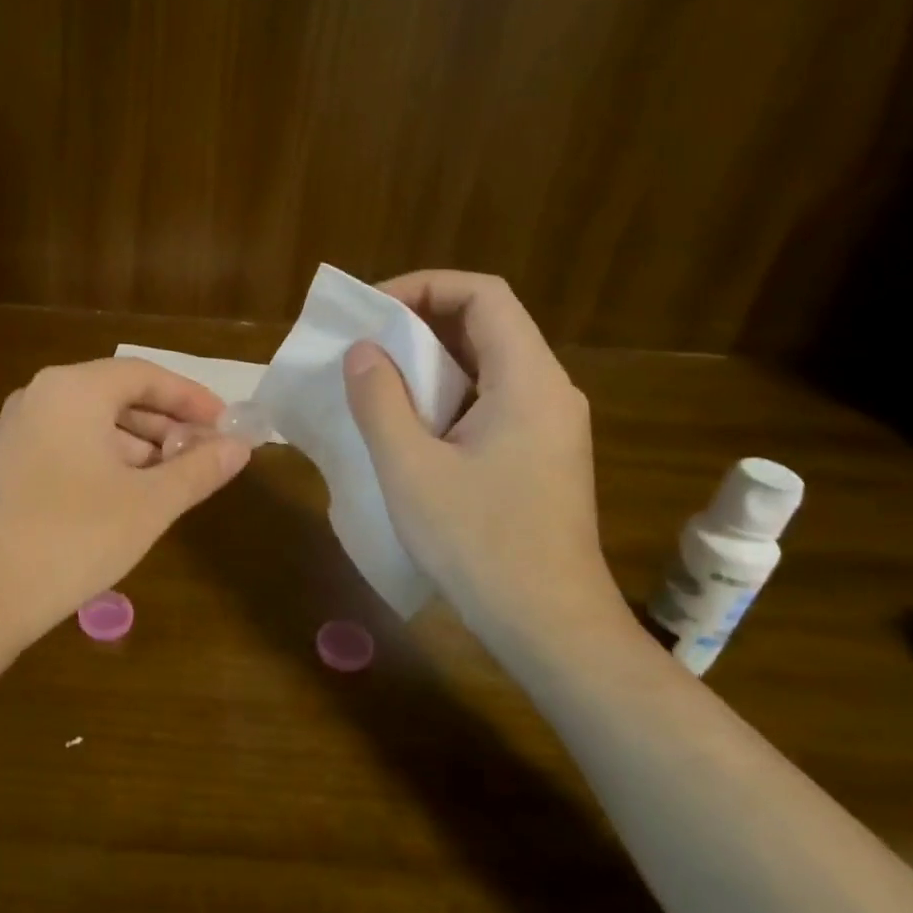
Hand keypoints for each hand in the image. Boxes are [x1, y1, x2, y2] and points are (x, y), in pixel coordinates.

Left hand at [0, 358, 252, 645]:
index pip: (145, 375)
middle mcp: (40, 397)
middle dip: (166, 425)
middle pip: (117, 396)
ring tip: (174, 481)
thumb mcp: (149, 504)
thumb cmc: (73, 538)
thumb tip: (240, 447)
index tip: (225, 425)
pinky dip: (106, 461)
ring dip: (138, 447)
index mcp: (74, 390)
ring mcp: (18, 430)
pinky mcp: (7, 464)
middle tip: (205, 456)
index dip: (191, 398)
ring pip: (93, 424)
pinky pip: (69, 445)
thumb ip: (198, 470)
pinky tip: (129, 496)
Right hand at [342, 271, 625, 647]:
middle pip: (487, 326)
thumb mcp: (411, 468)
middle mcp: (549, 391)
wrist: (549, 625)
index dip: (425, 287)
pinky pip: (491, 402)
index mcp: (528, 380)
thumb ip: (381, 400)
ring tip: (377, 383)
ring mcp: (549, 426)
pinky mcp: (541, 457)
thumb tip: (363, 352)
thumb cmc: (478, 542)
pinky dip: (447, 398)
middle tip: (364, 347)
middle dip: (421, 324)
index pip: (484, 295)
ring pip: (487, 367)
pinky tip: (409, 429)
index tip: (373, 312)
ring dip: (431, 364)